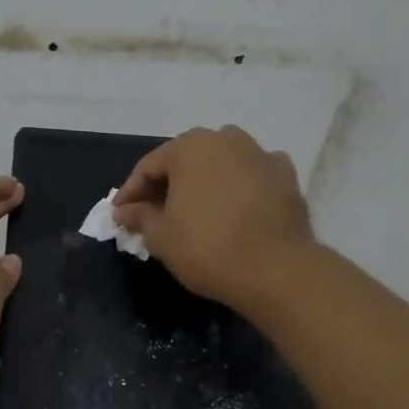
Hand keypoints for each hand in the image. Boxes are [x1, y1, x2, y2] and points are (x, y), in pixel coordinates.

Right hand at [113, 125, 314, 311]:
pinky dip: (240, 189)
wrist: (276, 270)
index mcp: (190, 146)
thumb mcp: (160, 236)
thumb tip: (124, 210)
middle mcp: (227, 139)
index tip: (121, 216)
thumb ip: (139, 217)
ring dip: (205, 184)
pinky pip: (253, 178)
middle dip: (168, 186)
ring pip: (222, 166)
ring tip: (195, 213)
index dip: (131, 192)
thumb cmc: (206, 247)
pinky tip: (235, 210)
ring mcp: (261, 155)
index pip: (149, 167)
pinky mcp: (287, 178)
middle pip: (186, 161)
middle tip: (153, 215)